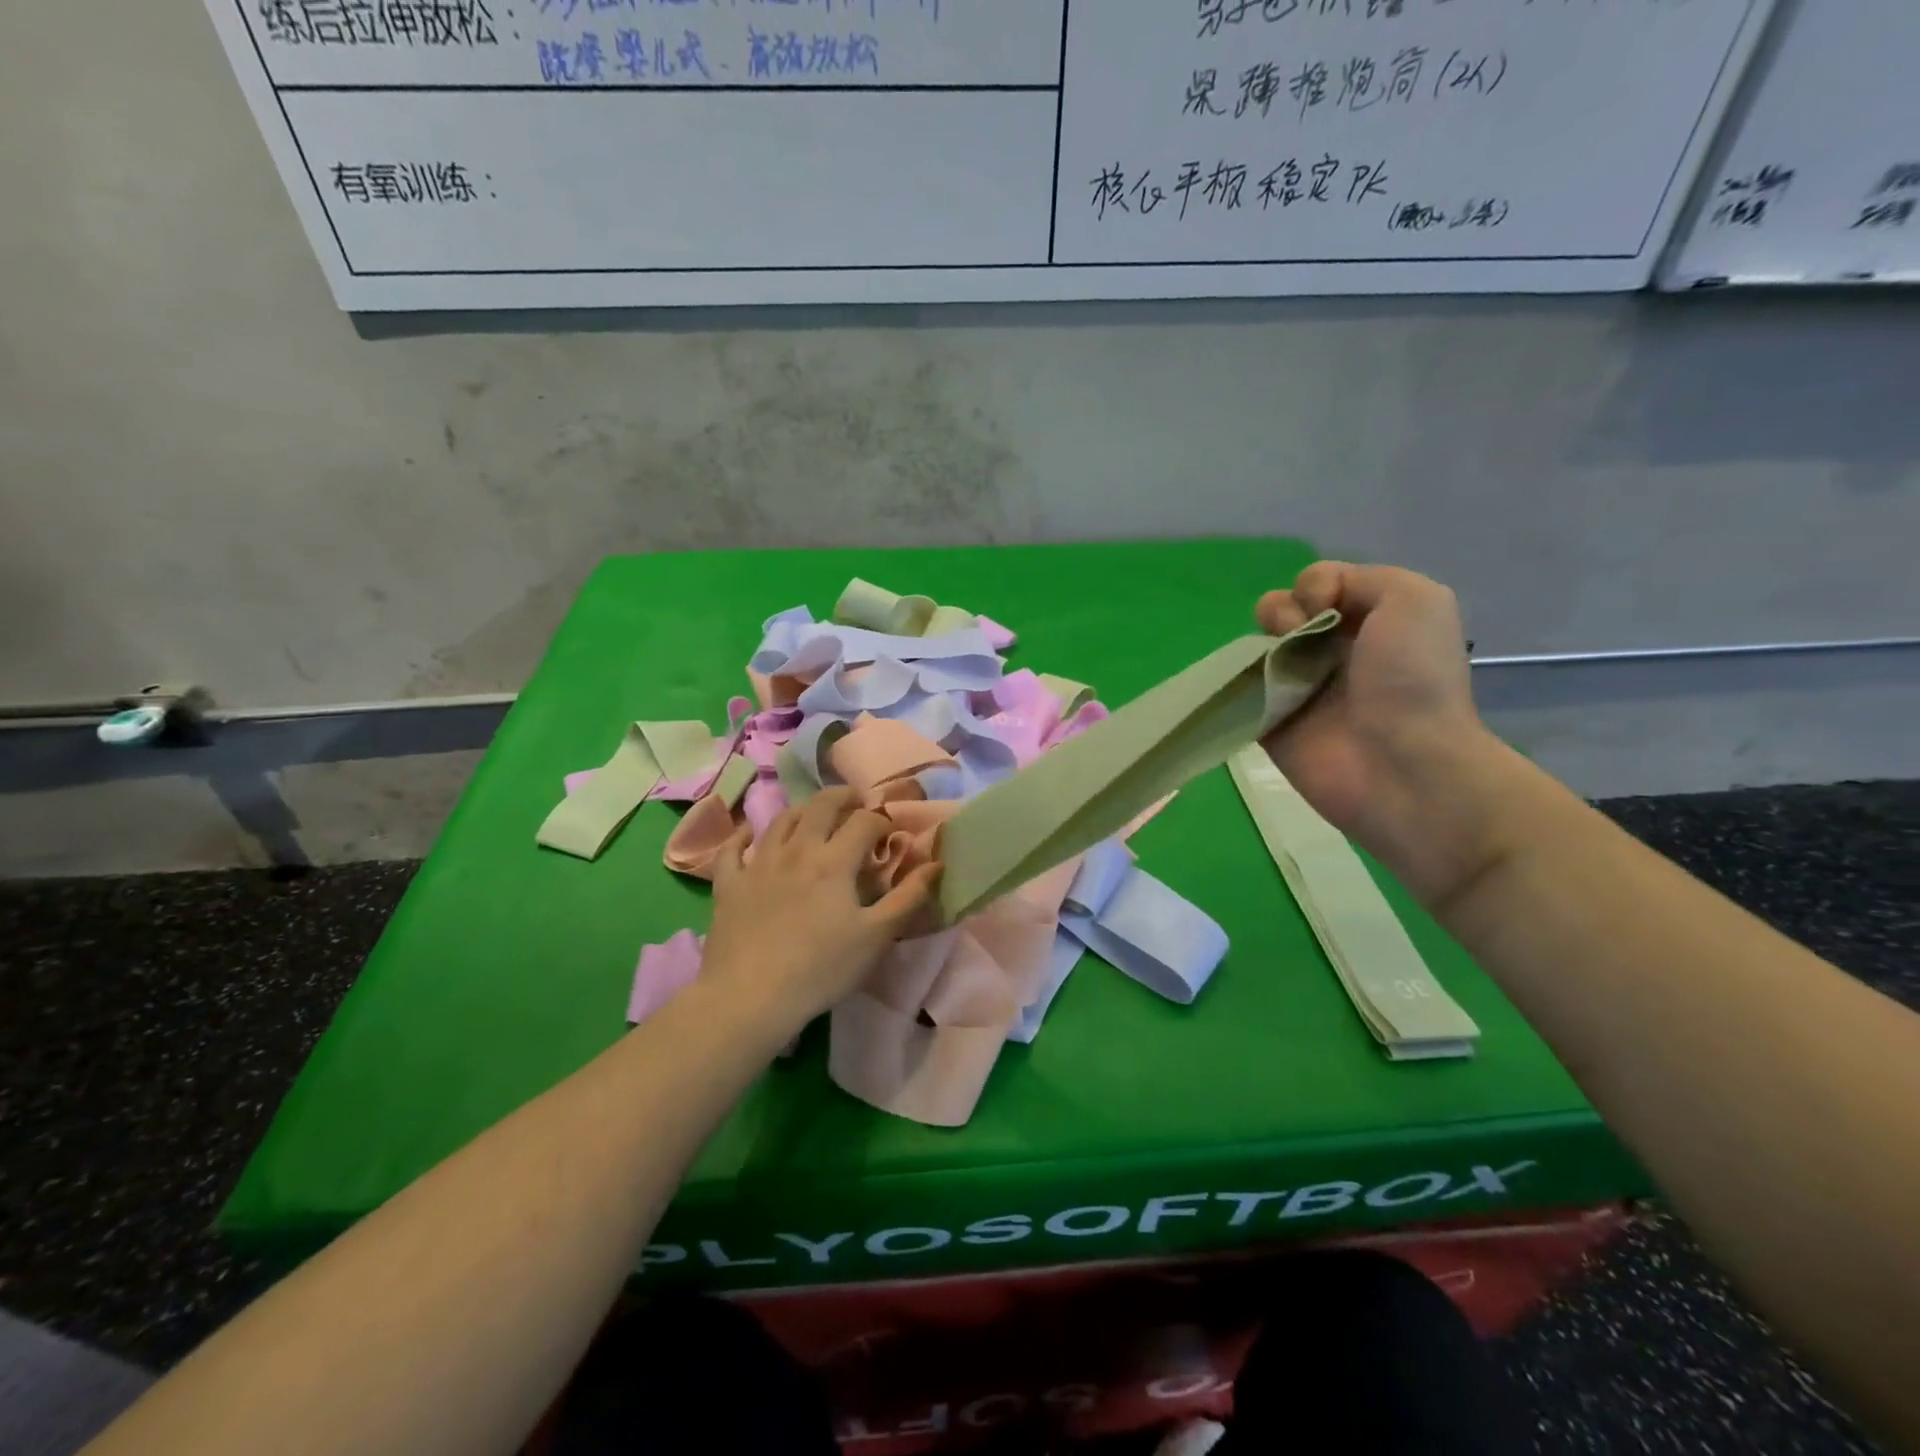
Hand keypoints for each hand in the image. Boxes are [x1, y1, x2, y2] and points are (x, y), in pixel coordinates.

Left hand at [701, 788, 939, 1027]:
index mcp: (834, 861)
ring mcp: (758, 864)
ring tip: (814, 812)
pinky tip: (748, 830)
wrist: (749, 997)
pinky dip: (742, 834)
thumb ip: (908, 897)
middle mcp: (796, 850)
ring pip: (781, 821)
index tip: (891, 832)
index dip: (882, 820)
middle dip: (843, 797)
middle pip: (820, 806)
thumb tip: (936, 863)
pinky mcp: (729, 884)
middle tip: (856, 800)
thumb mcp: (876, 937)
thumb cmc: (821, 968)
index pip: (864, 822)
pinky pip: (733, 848)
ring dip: (802, 809)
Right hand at [1257, 561, 1511, 907]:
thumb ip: (1361, 579)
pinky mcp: (1268, 718)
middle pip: (1284, 609)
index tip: (1329, 608)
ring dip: (1261, 640)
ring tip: (1278, 663)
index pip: (1320, 585)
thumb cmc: (1412, 678)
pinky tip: (1256, 683)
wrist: (1399, 763)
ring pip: (1259, 642)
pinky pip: (1240, 686)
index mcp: (1369, 622)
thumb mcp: (1415, 600)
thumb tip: (1309, 605)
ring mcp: (1297, 685)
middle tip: (1300, 635)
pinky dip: (1238, 677)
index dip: (1316, 586)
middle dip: (1282, 610)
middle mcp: (1332, 650)